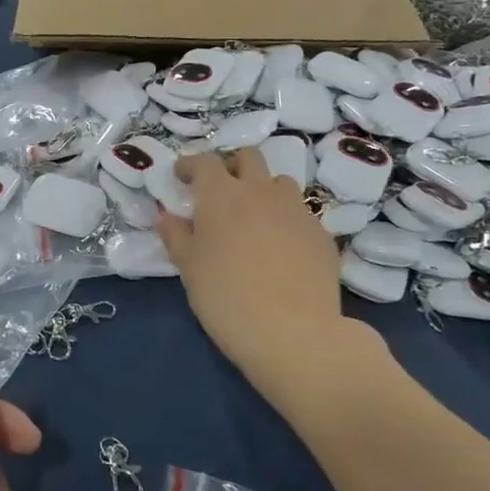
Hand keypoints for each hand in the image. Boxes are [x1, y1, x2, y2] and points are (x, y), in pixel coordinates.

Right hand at [157, 148, 343, 382]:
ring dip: (262, 190)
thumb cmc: (226, 297)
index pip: (204, 162)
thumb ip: (176, 236)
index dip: (190, 164)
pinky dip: (285, 219)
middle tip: (220, 190)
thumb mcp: (189, 268)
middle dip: (231, 166)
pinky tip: (280, 247)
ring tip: (254, 217)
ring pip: (278, 182)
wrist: (293, 333)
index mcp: (221, 195)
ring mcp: (296, 210)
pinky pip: (300, 213)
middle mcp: (261, 191)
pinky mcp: (321, 233)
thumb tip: (168, 216)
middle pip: (248, 157)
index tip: (181, 175)